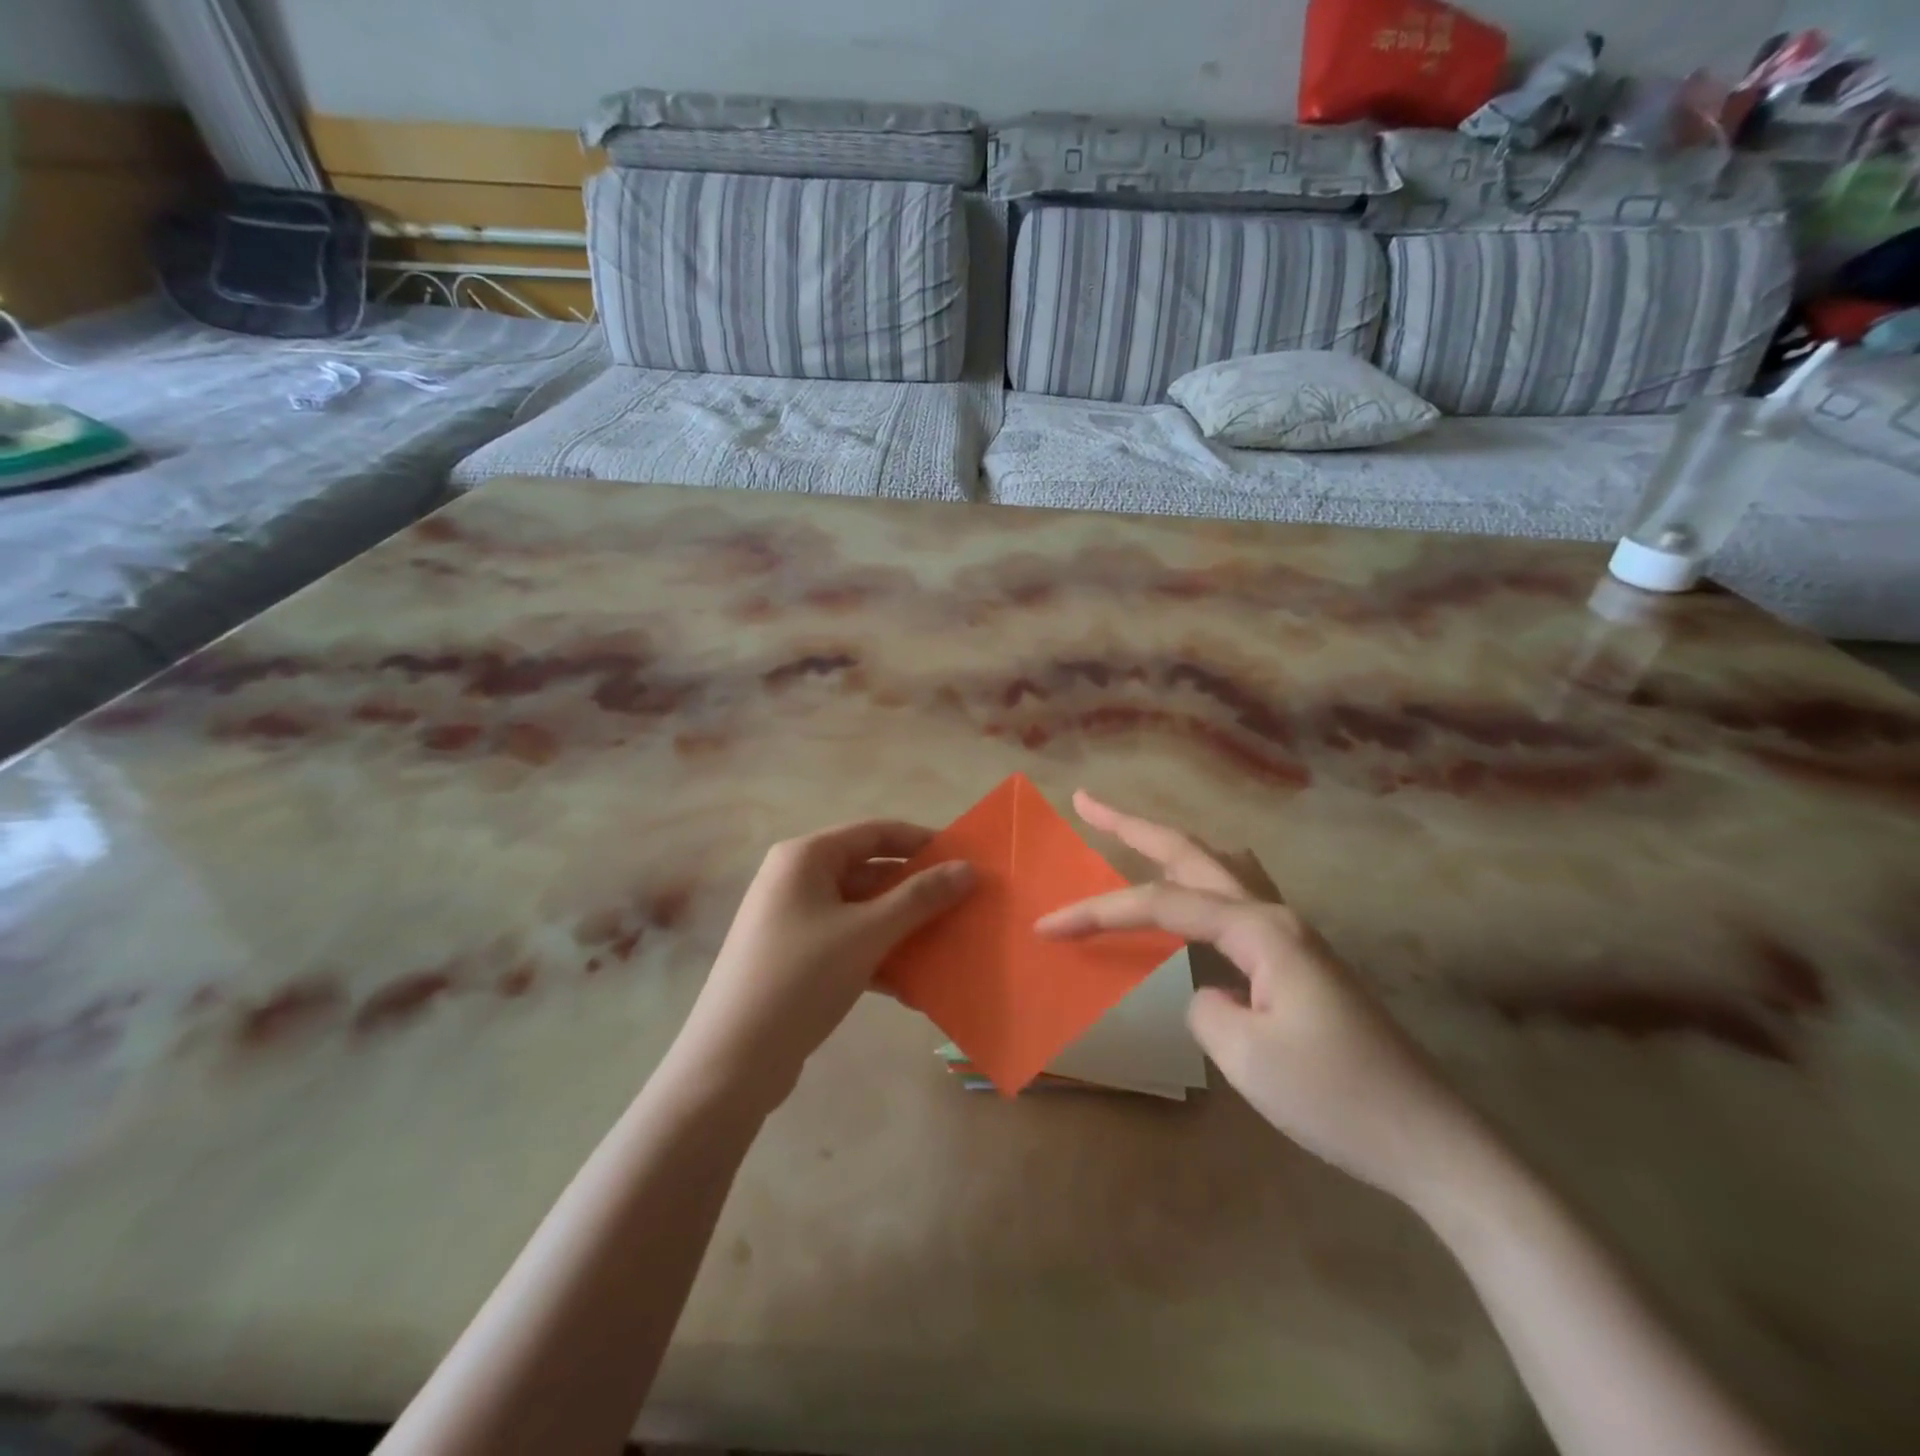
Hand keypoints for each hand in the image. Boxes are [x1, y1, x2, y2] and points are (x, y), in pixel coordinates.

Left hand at [666, 821, 973, 1113]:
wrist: (732, 1061)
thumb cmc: (801, 978)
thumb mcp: (867, 933)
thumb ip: (920, 898)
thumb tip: (968, 869)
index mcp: (806, 857)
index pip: (874, 832)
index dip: (921, 842)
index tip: (963, 859)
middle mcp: (795, 879)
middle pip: (869, 872)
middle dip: (915, 891)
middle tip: (963, 906)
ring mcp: (793, 920)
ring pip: (860, 911)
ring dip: (901, 927)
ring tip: (947, 944)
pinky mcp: (794, 958)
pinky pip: (847, 943)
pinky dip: (878, 956)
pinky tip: (912, 985)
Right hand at [1037, 792, 1481, 1206]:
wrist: (1431, 1143)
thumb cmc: (1337, 1097)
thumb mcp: (1247, 1055)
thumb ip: (1203, 1006)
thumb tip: (1206, 992)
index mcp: (1260, 929)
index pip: (1161, 903)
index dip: (1098, 911)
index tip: (1048, 927)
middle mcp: (1275, 916)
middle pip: (1193, 853)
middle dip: (1134, 826)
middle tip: (1087, 801)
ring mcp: (1292, 937)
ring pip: (1221, 867)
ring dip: (1171, 847)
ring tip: (1131, 838)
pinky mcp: (1300, 963)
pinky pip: (1235, 901)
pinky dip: (1199, 884)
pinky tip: (1191, 904)